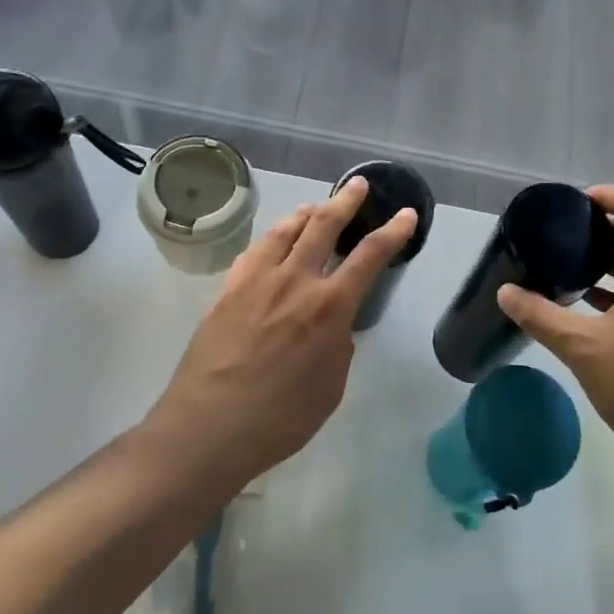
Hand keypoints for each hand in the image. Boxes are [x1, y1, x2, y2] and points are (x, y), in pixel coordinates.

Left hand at [144, 177, 418, 487]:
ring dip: (306, 213)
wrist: (208, 427)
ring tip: (314, 207)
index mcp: (329, 308)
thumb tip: (332, 326)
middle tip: (357, 186)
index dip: (393, 232)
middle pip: (324, 225)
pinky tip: (274, 239)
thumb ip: (337, 347)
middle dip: (346, 201)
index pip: (370, 256)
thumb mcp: (329, 389)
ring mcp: (257, 280)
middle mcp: (295, 281)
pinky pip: (254, 250)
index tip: (406, 214)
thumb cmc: (279, 419)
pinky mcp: (228, 288)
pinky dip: (272, 236)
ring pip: (285, 229)